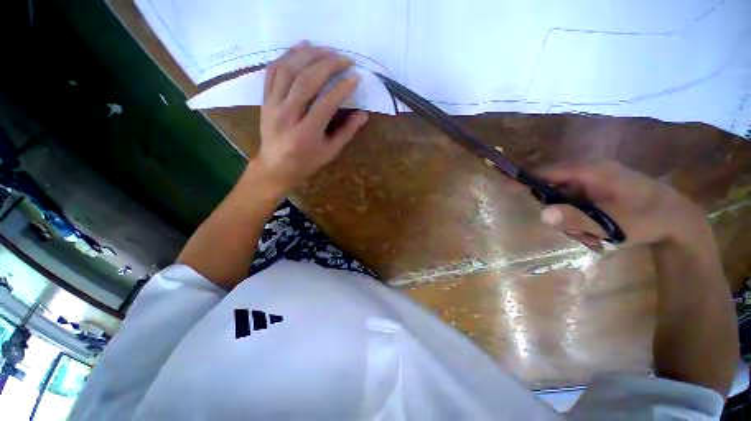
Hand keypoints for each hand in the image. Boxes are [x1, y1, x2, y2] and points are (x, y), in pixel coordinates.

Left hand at [255, 41, 368, 191]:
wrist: (276, 167)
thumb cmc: (306, 162)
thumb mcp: (330, 152)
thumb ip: (346, 132)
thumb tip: (363, 114)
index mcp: (306, 134)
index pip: (325, 104)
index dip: (342, 89)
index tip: (355, 78)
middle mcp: (287, 116)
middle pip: (306, 81)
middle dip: (327, 65)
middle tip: (344, 59)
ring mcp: (272, 106)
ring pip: (288, 71)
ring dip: (308, 55)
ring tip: (326, 49)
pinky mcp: (265, 100)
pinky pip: (272, 71)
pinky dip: (287, 55)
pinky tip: (301, 47)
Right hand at [537, 161, 708, 246]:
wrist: (679, 221)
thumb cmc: (647, 218)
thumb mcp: (611, 223)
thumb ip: (575, 218)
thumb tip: (541, 214)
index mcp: (590, 171)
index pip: (546, 172)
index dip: (526, 180)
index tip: (508, 190)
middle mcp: (589, 173)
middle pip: (554, 190)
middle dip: (558, 212)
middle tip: (574, 230)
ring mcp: (594, 183)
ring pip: (565, 201)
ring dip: (572, 220)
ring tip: (593, 236)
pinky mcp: (599, 192)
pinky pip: (577, 205)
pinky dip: (581, 220)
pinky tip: (598, 232)